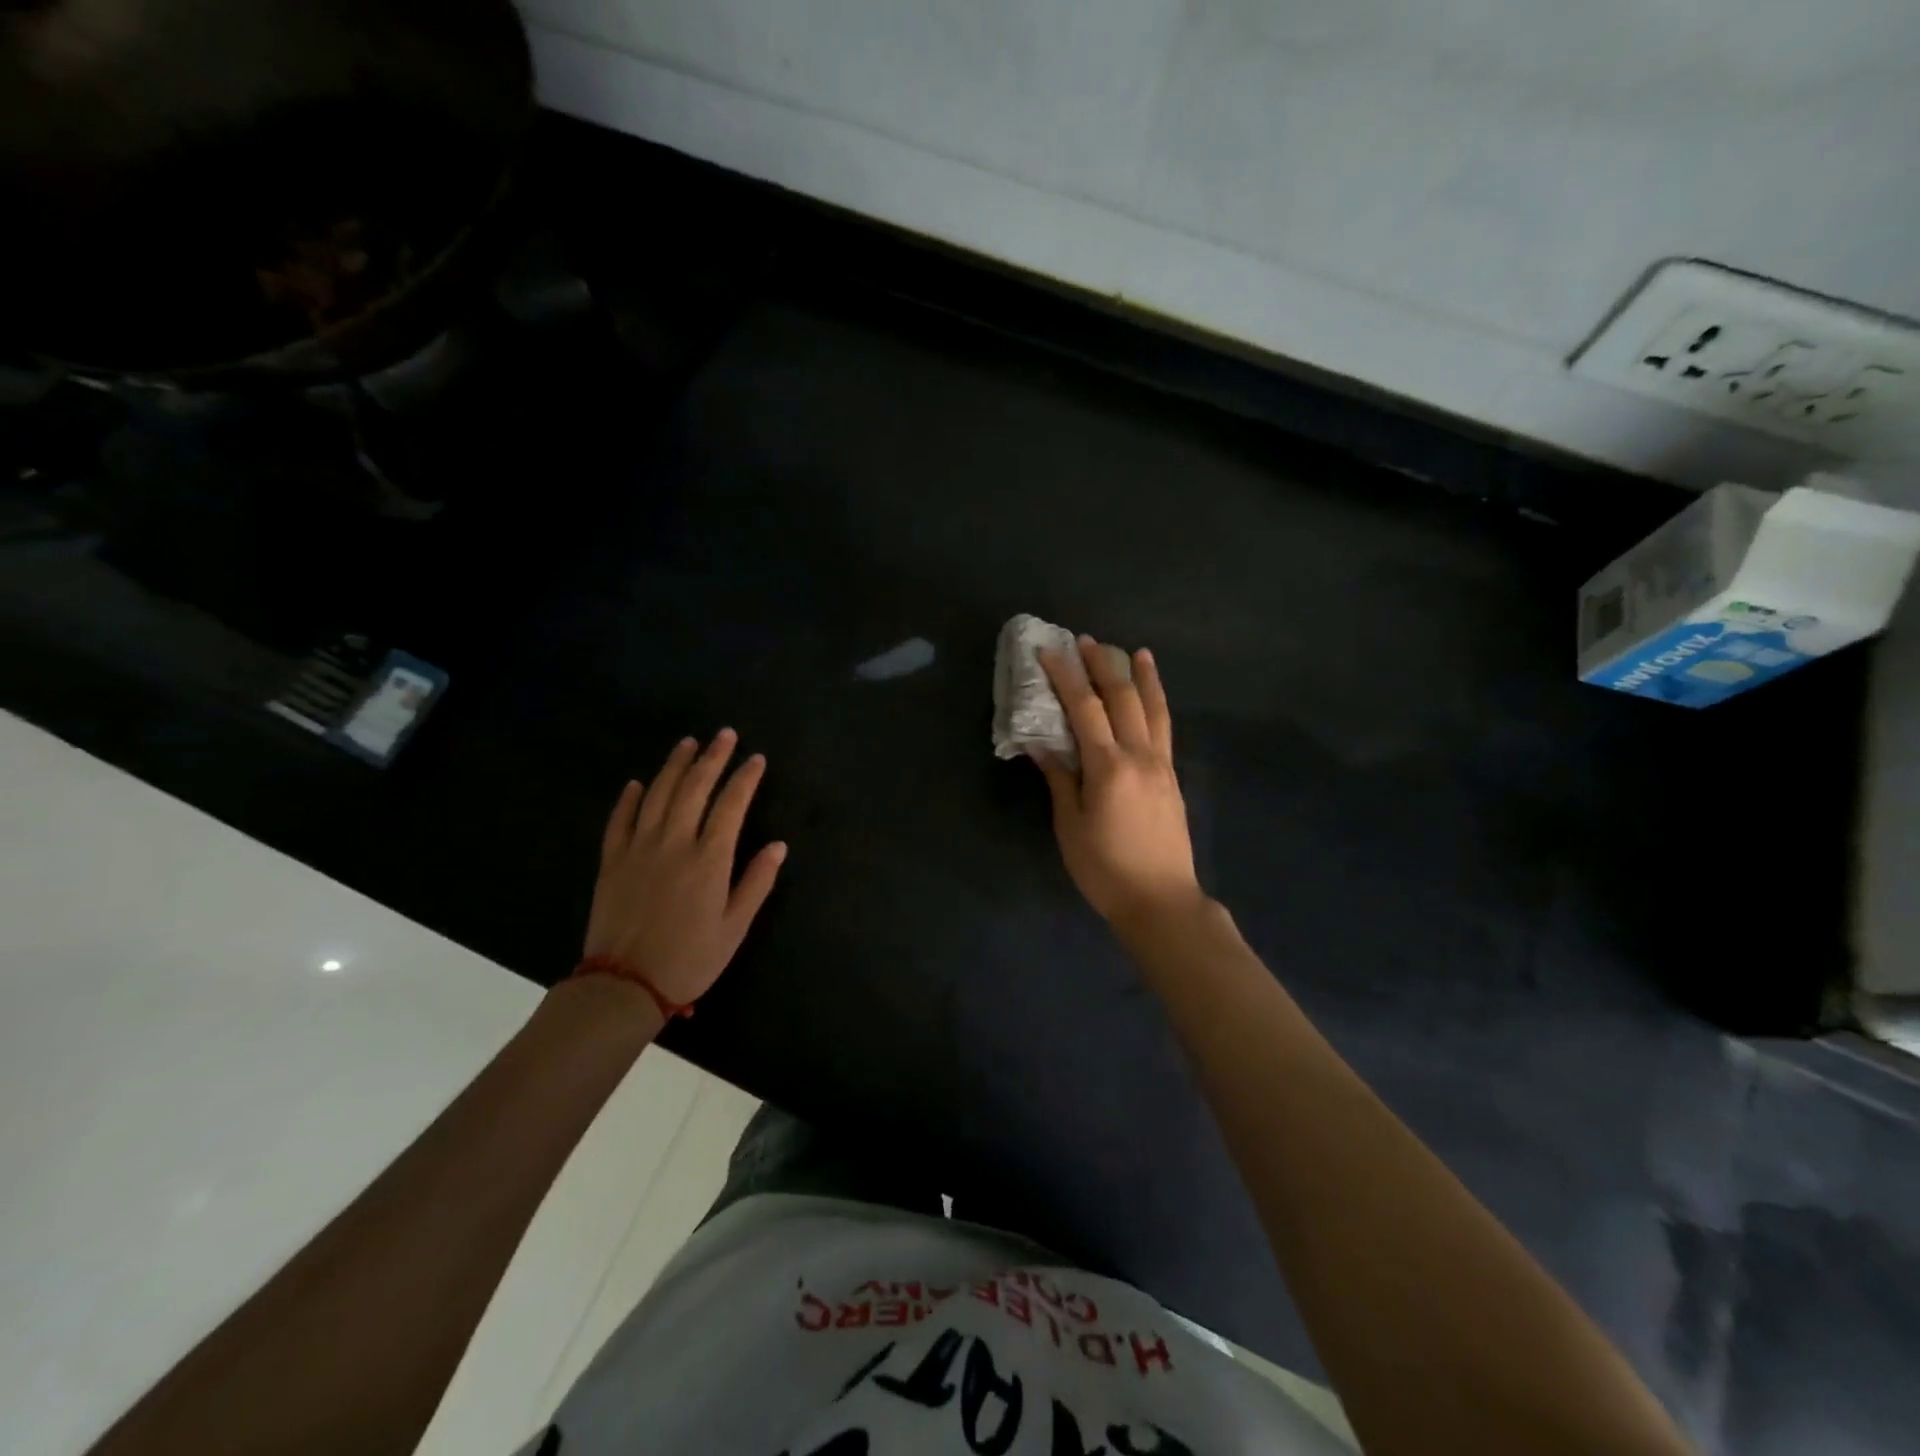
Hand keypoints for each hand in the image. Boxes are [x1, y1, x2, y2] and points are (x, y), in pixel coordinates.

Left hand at [583, 730, 787, 1007]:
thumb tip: (779, 845)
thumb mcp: (735, 927)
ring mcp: (639, 849)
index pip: (731, 805)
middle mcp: (674, 843)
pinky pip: (619, 821)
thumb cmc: (690, 959)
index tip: (756, 759)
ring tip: (688, 743)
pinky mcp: (612, 862)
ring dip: (674, 766)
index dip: (745, 778)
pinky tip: (638, 782)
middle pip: (694, 789)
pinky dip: (629, 798)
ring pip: (657, 795)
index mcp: (709, 859)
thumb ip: (757, 882)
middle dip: (712, 758)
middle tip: (724, 734)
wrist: (624, 986)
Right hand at [1035, 636, 1203, 930]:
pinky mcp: (1172, 777)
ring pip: (1154, 708)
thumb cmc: (1105, 869)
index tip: (1049, 651)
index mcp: (1109, 768)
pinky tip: (1153, 696)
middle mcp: (1140, 756)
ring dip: (1142, 676)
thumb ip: (1060, 779)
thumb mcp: (1070, 826)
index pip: (1084, 709)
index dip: (1066, 677)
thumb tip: (1041, 743)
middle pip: (1123, 698)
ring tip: (1136, 651)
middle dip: (1103, 665)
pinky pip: (1165, 728)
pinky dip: (1158, 703)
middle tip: (1086, 640)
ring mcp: (1161, 764)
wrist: (1161, 900)